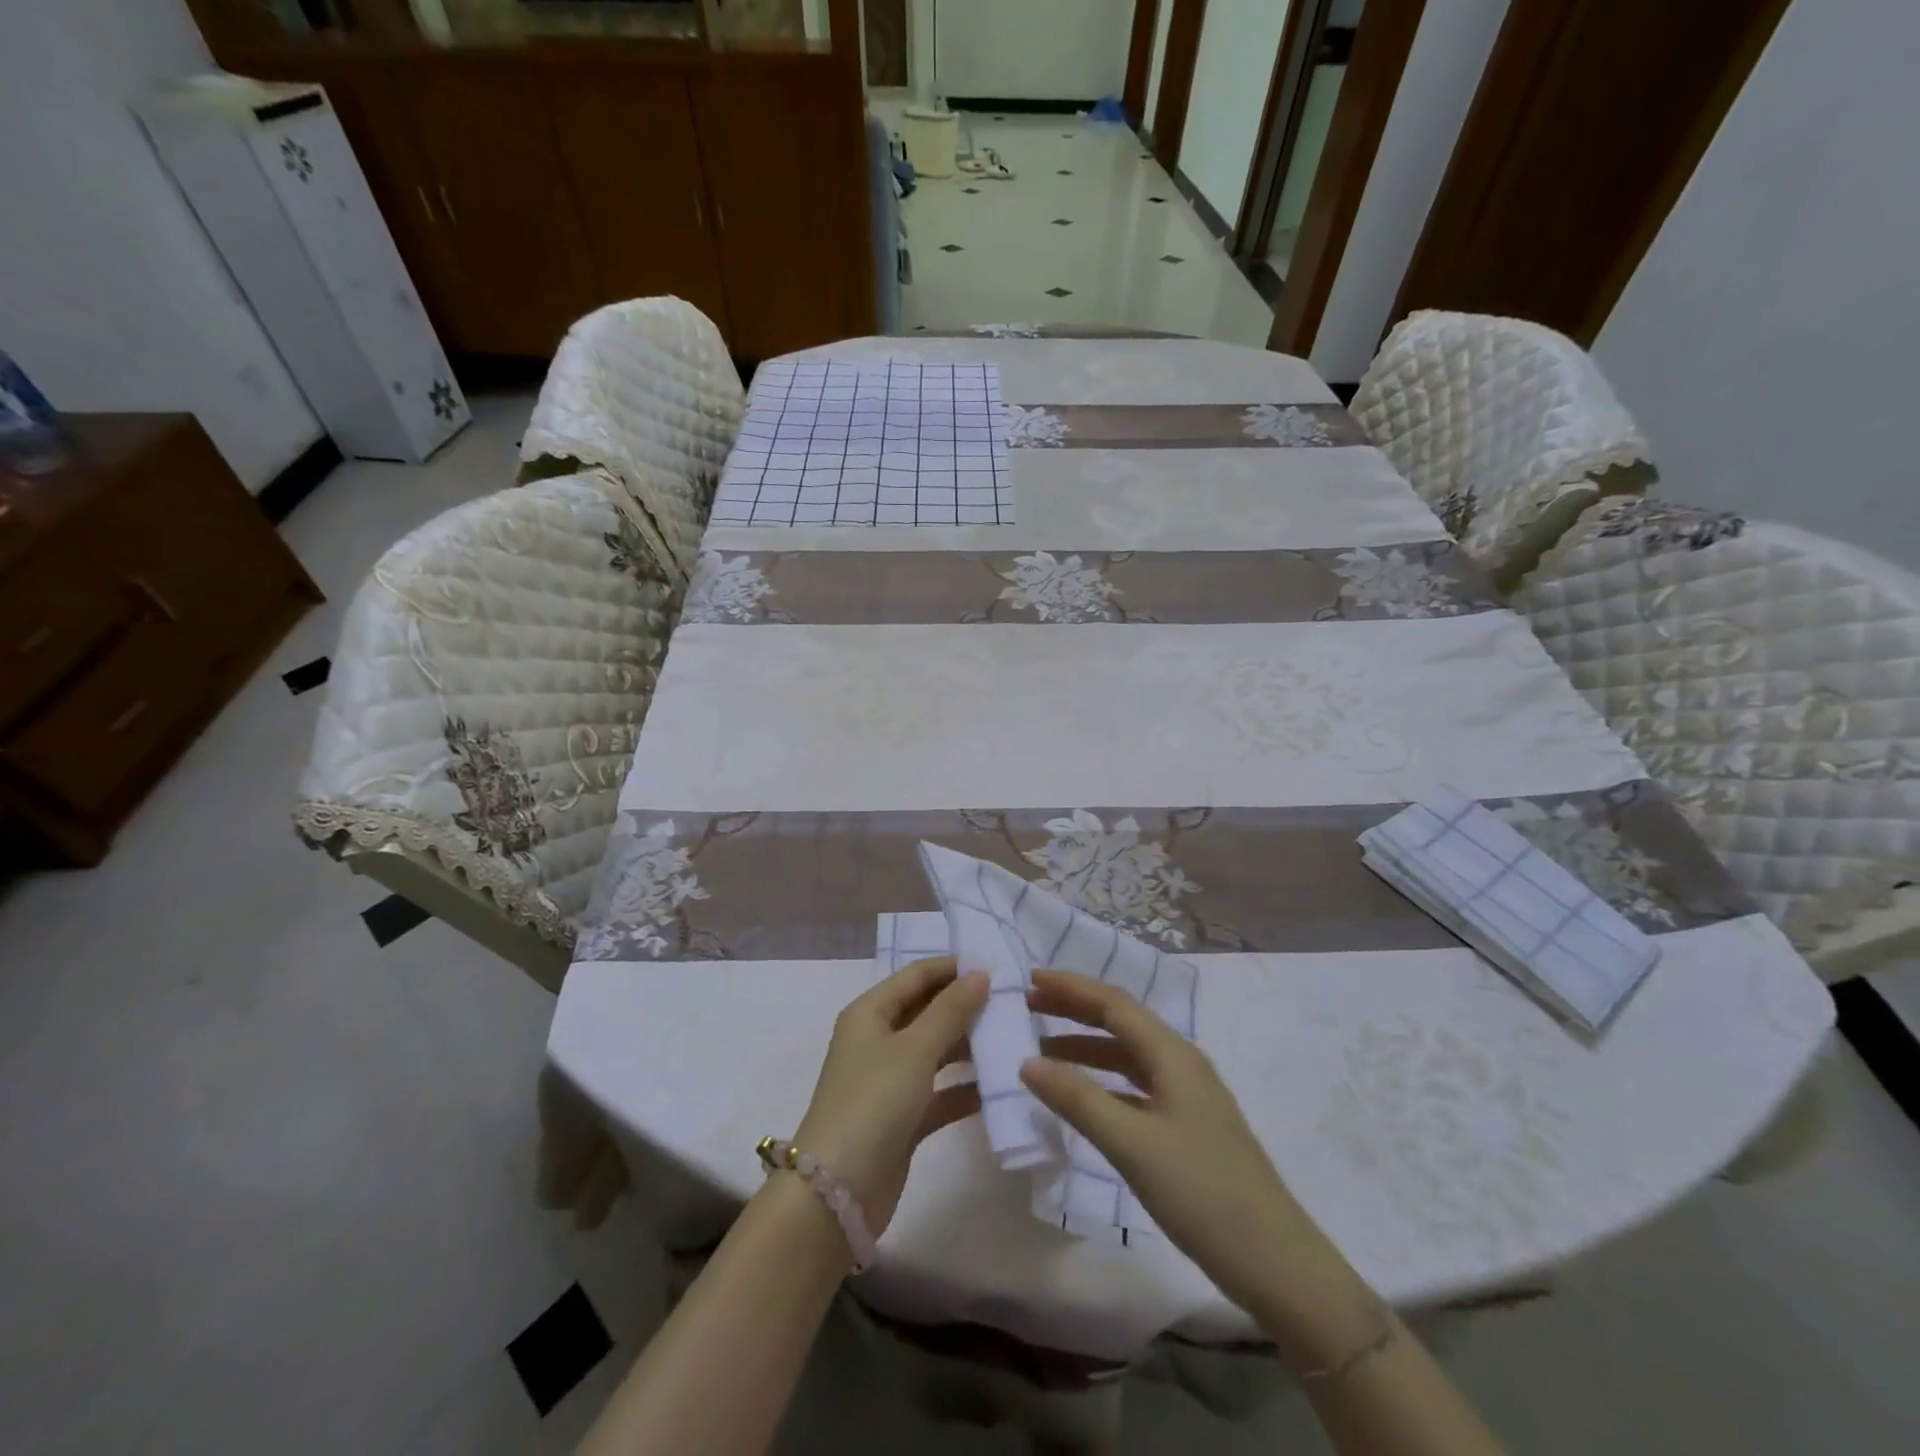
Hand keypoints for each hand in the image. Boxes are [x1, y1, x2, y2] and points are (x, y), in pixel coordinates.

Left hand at [794, 957, 988, 1234]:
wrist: (837, 1192)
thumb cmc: (873, 1102)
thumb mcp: (914, 1049)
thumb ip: (950, 1010)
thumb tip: (980, 974)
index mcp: (870, 1013)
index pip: (916, 976)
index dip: (953, 968)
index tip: (997, 965)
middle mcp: (878, 1040)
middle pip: (927, 1011)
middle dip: (966, 1005)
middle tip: (1013, 1002)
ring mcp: (891, 1080)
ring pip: (937, 1051)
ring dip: (970, 1045)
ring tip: (1013, 1037)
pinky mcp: (904, 1117)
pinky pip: (941, 1092)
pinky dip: (966, 1088)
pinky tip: (1001, 1086)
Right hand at [1019, 969, 1342, 1319]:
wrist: (1275, 1263)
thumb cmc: (1202, 1193)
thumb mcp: (1132, 1144)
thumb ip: (1078, 1099)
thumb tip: (1026, 1062)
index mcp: (1173, 1055)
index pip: (1114, 1004)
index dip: (1071, 988)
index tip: (1029, 978)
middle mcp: (1181, 1064)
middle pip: (1120, 1023)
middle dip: (1074, 1010)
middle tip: (1029, 1005)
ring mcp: (1186, 1097)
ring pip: (1126, 1056)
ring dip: (1085, 1047)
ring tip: (1042, 1050)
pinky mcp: (1185, 1127)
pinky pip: (1134, 1087)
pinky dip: (1101, 1082)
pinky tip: (1080, 1097)